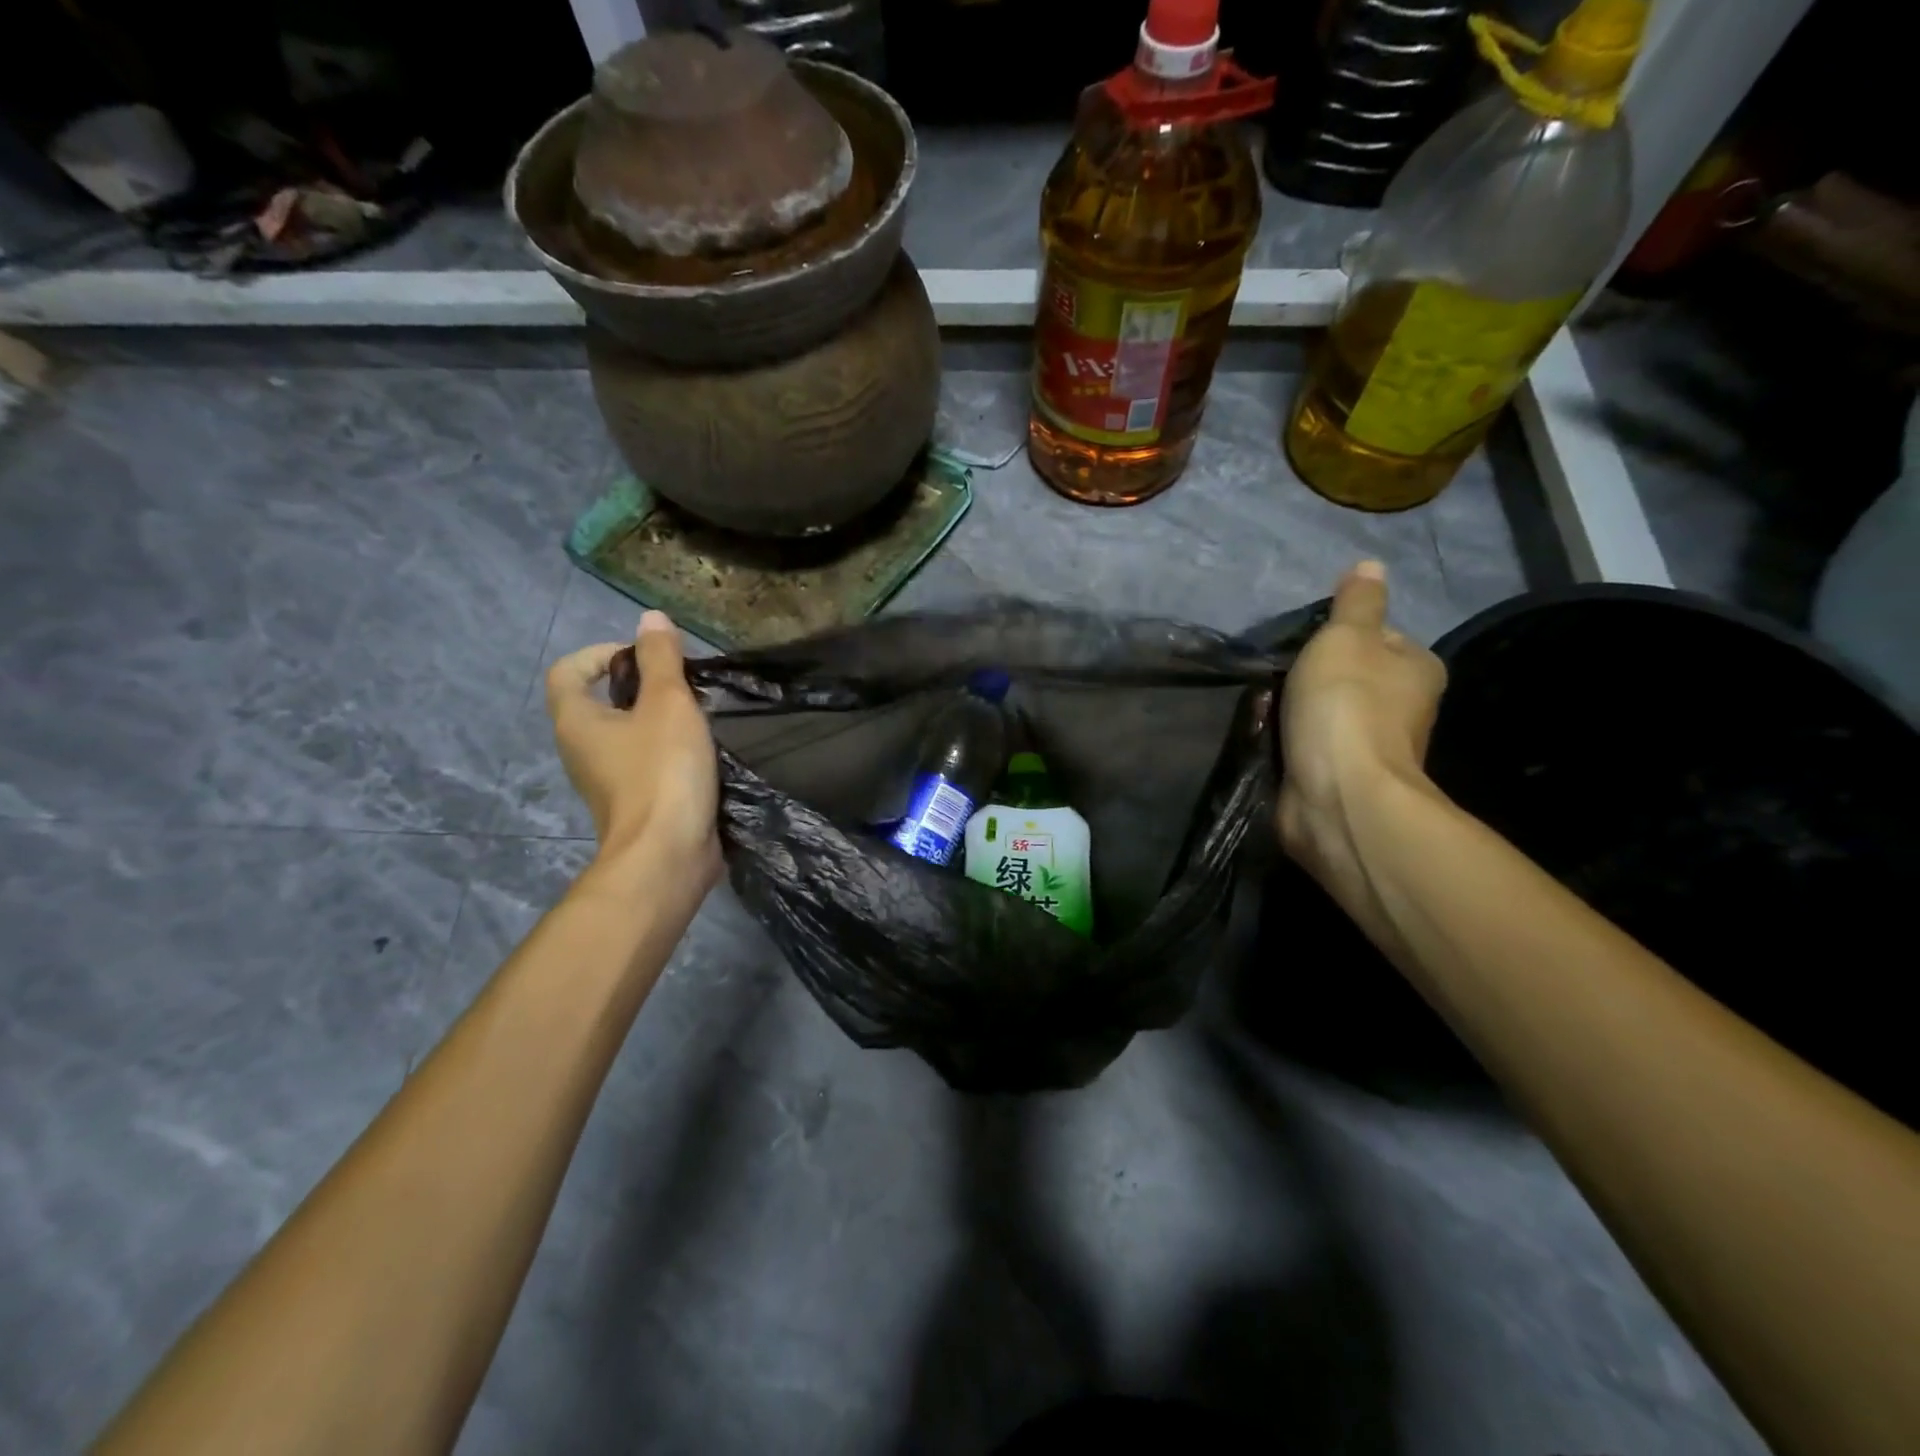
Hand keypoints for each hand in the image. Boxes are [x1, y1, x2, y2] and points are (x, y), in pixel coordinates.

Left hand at [546, 611, 721, 888]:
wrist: (666, 855)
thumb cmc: (661, 772)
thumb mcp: (668, 704)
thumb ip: (660, 659)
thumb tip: (650, 618)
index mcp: (576, 721)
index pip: (568, 671)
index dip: (601, 653)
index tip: (645, 658)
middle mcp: (581, 749)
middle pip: (600, 701)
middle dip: (640, 686)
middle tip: (682, 686)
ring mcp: (606, 781)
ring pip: (626, 734)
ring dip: (658, 720)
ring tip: (698, 718)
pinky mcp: (633, 804)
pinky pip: (644, 763)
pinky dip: (667, 751)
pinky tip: (702, 755)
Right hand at [1278, 561, 1447, 912]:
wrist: (1337, 797)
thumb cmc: (1346, 707)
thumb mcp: (1346, 637)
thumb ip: (1355, 603)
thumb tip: (1371, 565)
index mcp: (1416, 669)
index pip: (1374, 637)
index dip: (1335, 635)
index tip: (1305, 645)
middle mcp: (1402, 708)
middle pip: (1343, 676)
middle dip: (1305, 677)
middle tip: (1277, 679)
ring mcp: (1369, 747)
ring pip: (1320, 713)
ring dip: (1289, 711)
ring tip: (1264, 710)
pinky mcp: (1338, 778)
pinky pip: (1305, 746)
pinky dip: (1285, 741)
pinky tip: (1265, 739)